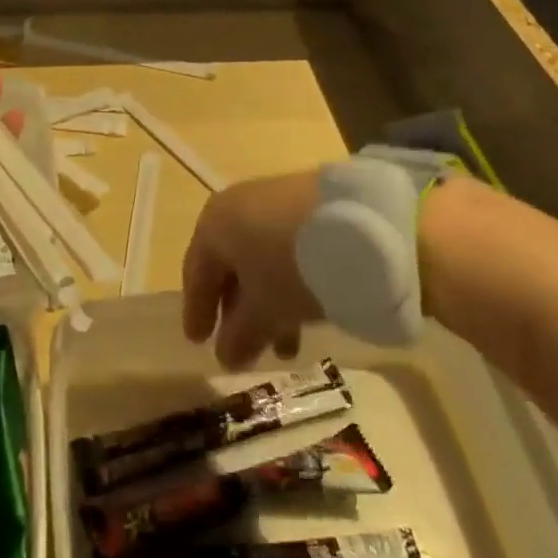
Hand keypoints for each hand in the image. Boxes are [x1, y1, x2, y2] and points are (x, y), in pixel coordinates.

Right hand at [181, 170, 326, 369]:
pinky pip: (286, 246)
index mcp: (214, 224)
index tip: (198, 342)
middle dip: (238, 312)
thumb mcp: (264, 310)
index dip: (197, 311)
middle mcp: (238, 205)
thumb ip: (240, 336)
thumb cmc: (291, 268)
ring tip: (288, 345)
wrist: (361, 222)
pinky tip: (308, 307)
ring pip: (261, 258)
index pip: (196, 273)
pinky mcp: (308, 202)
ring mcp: (275, 200)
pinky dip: (288, 279)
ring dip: (268, 302)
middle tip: (246, 350)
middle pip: (230, 265)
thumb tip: (225, 358)